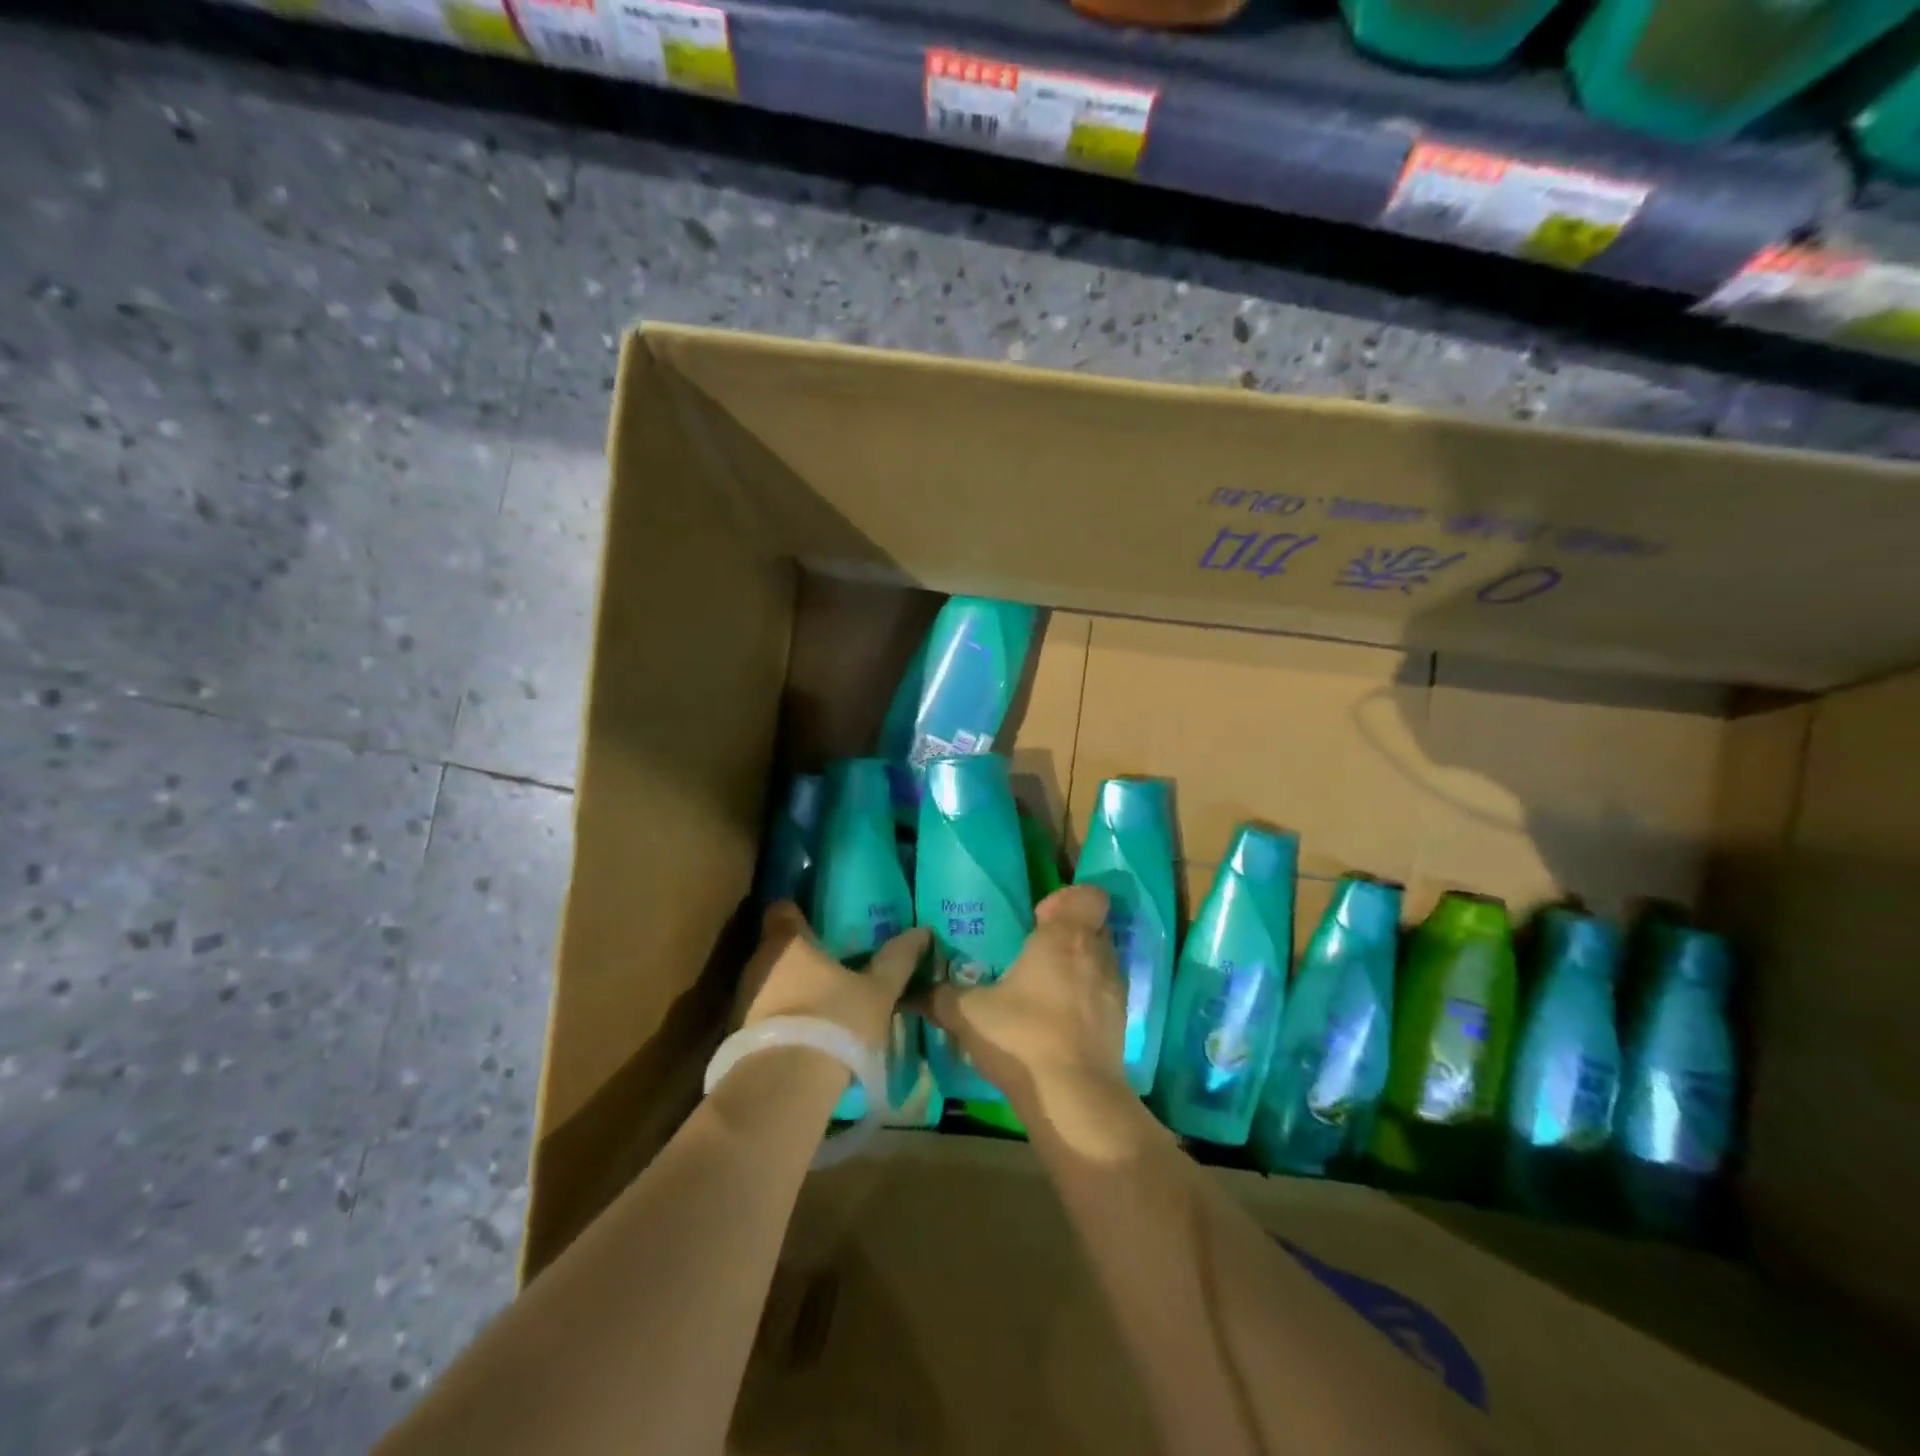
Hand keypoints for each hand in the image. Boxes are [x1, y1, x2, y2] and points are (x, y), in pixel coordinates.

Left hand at [735, 902, 929, 1051]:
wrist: (786, 1087)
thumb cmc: (834, 1020)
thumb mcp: (878, 991)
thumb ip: (898, 959)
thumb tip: (922, 931)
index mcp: (788, 941)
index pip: (782, 909)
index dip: (798, 910)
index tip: (817, 917)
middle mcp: (758, 962)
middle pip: (776, 946)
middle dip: (800, 953)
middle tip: (830, 960)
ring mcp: (744, 1000)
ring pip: (769, 981)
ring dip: (790, 987)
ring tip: (821, 998)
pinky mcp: (739, 1035)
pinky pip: (764, 1014)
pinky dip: (782, 1017)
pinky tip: (806, 1030)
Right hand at [922, 884, 1127, 1105]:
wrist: (1075, 1099)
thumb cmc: (1023, 1037)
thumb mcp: (970, 1015)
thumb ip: (939, 997)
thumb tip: (906, 992)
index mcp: (1065, 937)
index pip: (1089, 894)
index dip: (1068, 899)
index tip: (1039, 919)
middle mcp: (1097, 954)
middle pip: (1095, 925)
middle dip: (1070, 932)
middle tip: (1037, 952)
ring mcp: (1115, 989)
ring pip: (1102, 960)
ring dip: (1080, 965)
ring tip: (1047, 988)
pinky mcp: (1122, 1023)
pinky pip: (1106, 994)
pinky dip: (1088, 998)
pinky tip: (1060, 1020)